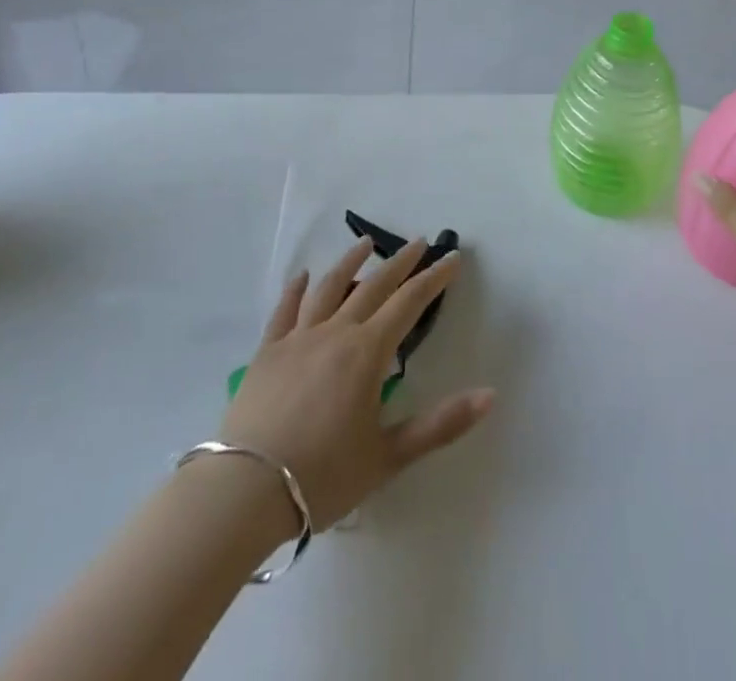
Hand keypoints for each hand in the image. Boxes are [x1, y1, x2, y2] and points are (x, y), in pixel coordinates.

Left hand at [218, 237, 493, 530]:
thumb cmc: (323, 476)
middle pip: (373, 286)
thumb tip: (490, 394)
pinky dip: (297, 289)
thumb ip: (440, 424)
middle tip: (419, 242)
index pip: (408, 303)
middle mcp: (335, 332)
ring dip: (350, 262)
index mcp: (366, 353)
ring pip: (329, 288)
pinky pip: (285, 310)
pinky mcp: (267, 352)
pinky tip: (303, 276)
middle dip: (400, 262)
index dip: (433, 279)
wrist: (245, 492)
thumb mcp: (388, 456)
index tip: (452, 258)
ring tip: (365, 243)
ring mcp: (297, 338)